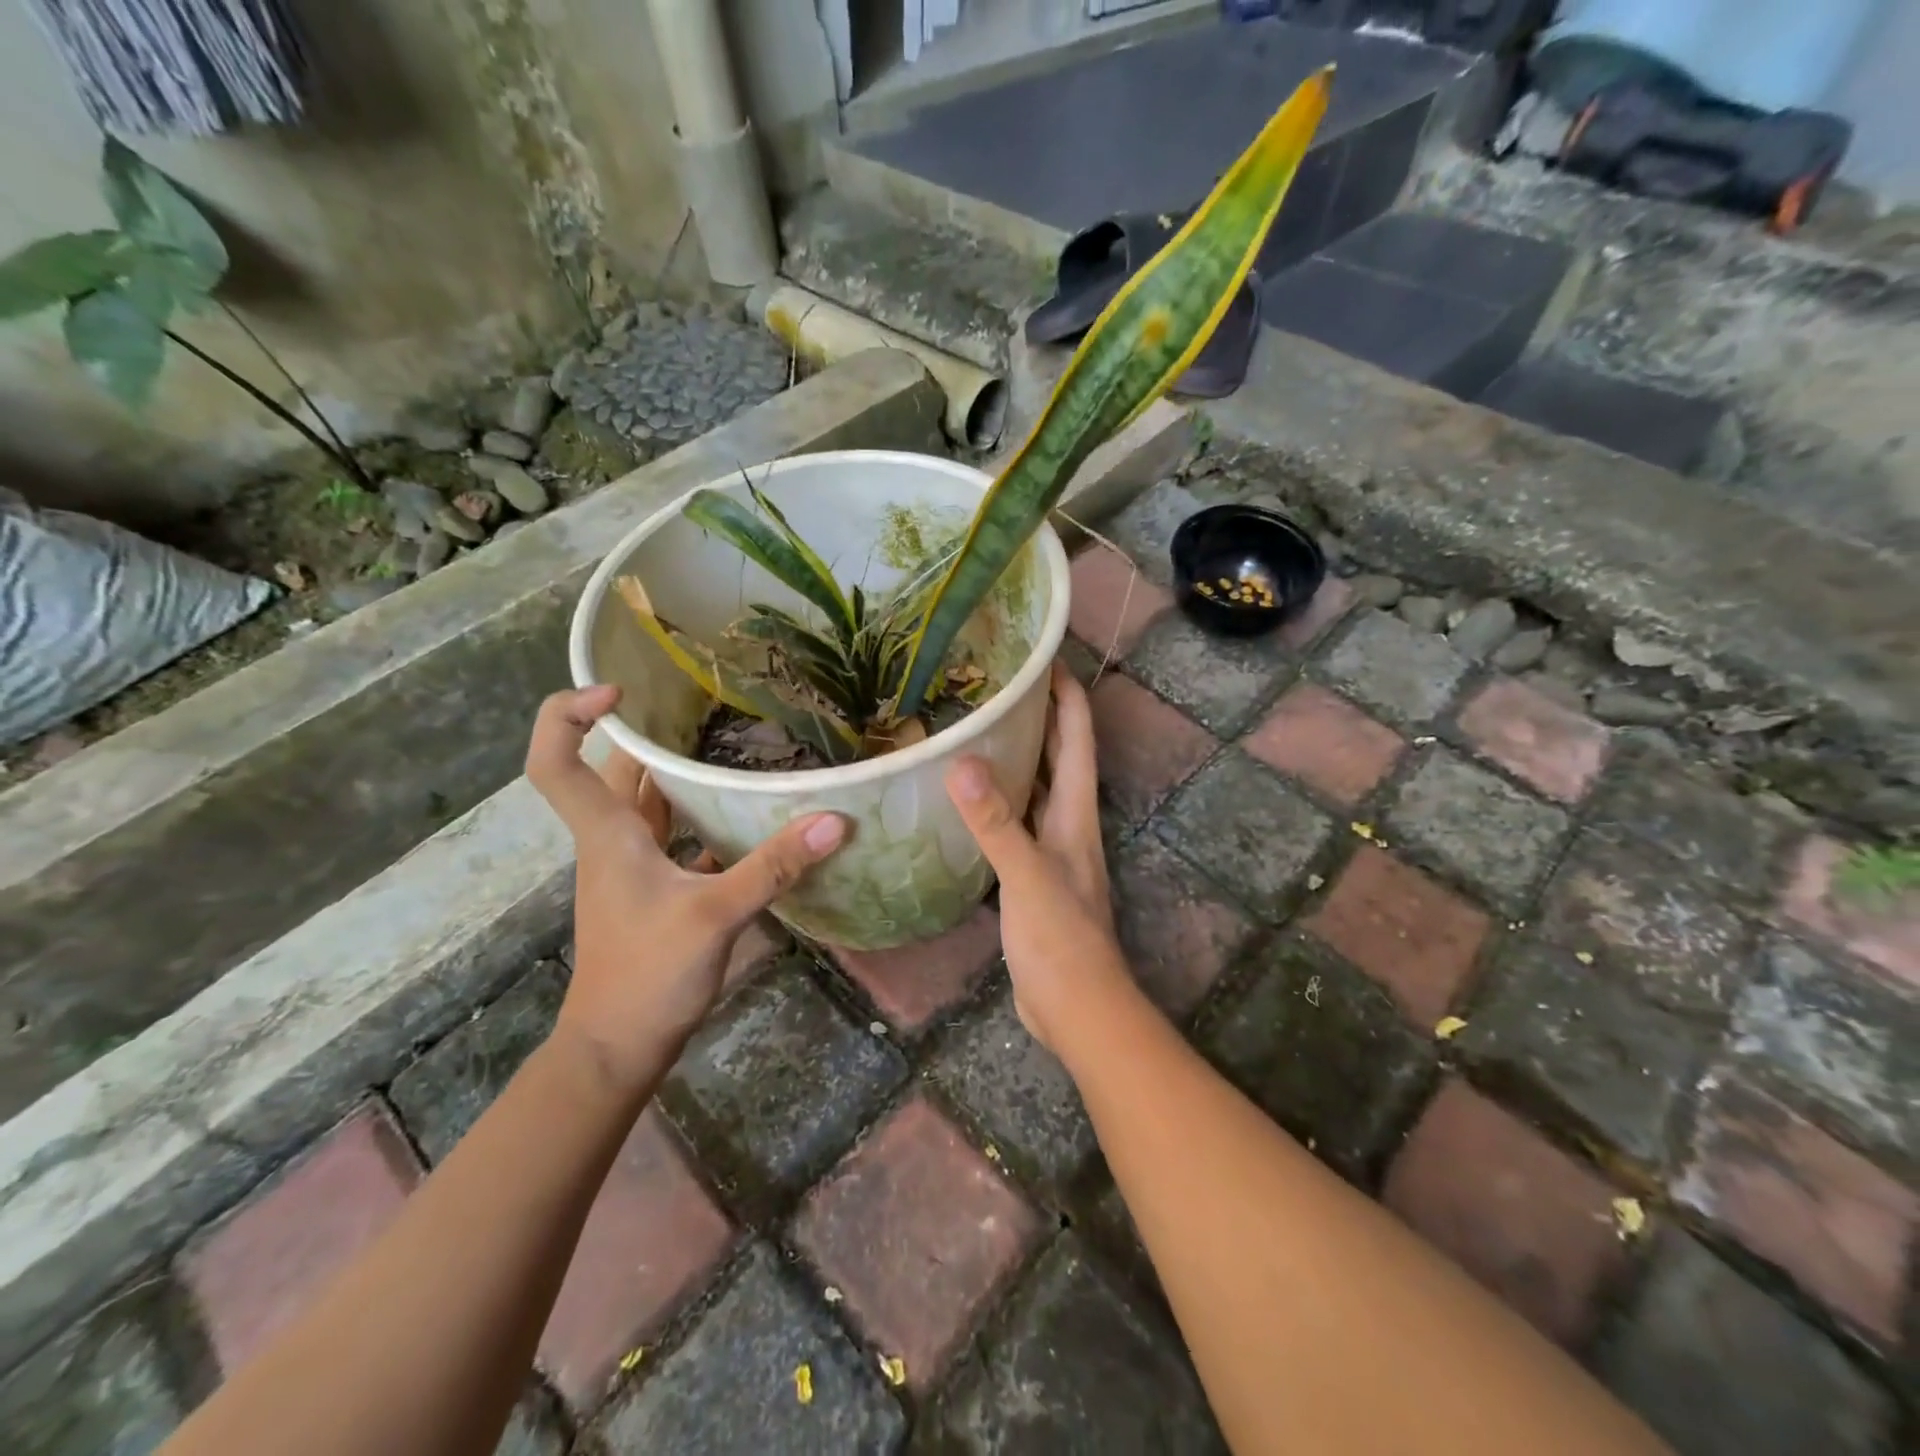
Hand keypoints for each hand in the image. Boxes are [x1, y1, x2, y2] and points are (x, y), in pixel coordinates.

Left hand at [526, 686, 845, 1091]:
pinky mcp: (654, 889)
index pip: (555, 762)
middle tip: (701, 704)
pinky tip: (742, 812)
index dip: (567, 716)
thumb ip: (772, 866)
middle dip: (646, 731)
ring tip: (729, 741)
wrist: (618, 1048)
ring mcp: (632, 867)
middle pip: (613, 770)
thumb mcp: (715, 916)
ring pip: (645, 801)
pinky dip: (698, 813)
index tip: (619, 691)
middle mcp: (613, 841)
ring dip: (675, 771)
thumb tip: (834, 820)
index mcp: (609, 834)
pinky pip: (672, 833)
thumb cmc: (648, 976)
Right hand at [944, 662, 1133, 1053]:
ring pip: (1035, 789)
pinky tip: (966, 799)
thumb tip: (962, 762)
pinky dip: (996, 802)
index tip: (1043, 656)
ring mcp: (1052, 850)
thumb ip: (996, 822)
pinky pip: (1015, 823)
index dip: (1067, 694)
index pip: (1076, 737)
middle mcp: (1068, 823)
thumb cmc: (1061, 939)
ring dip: (1016, 757)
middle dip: (1038, 716)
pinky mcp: (1032, 876)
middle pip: (1058, 756)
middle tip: (997, 683)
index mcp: (1076, 812)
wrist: (1077, 1008)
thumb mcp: (1027, 875)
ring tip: (977, 728)